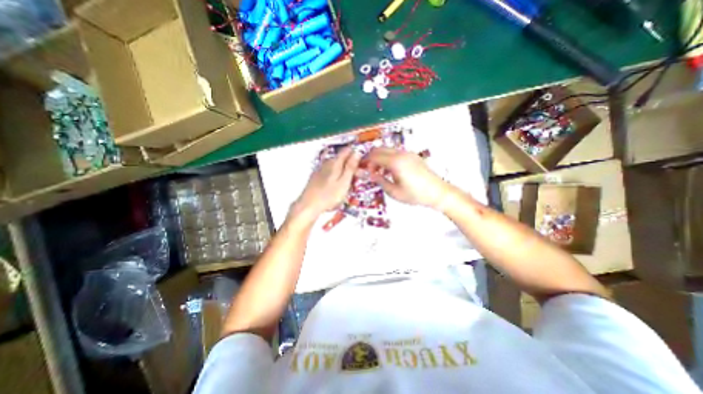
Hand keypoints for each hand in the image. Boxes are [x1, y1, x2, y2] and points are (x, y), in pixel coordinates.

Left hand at [292, 146, 358, 220]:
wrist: (309, 205)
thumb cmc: (329, 196)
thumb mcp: (344, 182)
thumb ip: (350, 167)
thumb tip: (357, 152)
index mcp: (335, 162)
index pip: (347, 150)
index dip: (357, 154)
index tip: (363, 164)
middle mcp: (327, 163)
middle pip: (342, 159)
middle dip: (352, 166)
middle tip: (358, 178)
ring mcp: (320, 169)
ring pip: (336, 166)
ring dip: (345, 172)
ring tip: (349, 185)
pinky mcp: (316, 177)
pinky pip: (330, 172)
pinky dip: (337, 176)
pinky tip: (337, 186)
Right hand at [365, 147, 453, 208]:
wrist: (437, 192)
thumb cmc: (415, 194)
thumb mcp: (394, 191)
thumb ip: (380, 181)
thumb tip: (369, 175)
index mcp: (395, 162)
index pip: (374, 156)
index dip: (365, 162)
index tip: (361, 169)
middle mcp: (401, 154)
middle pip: (379, 149)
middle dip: (371, 158)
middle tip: (369, 170)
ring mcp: (408, 153)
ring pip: (387, 150)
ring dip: (380, 158)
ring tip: (379, 172)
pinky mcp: (413, 156)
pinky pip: (396, 153)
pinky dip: (388, 158)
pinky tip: (390, 171)